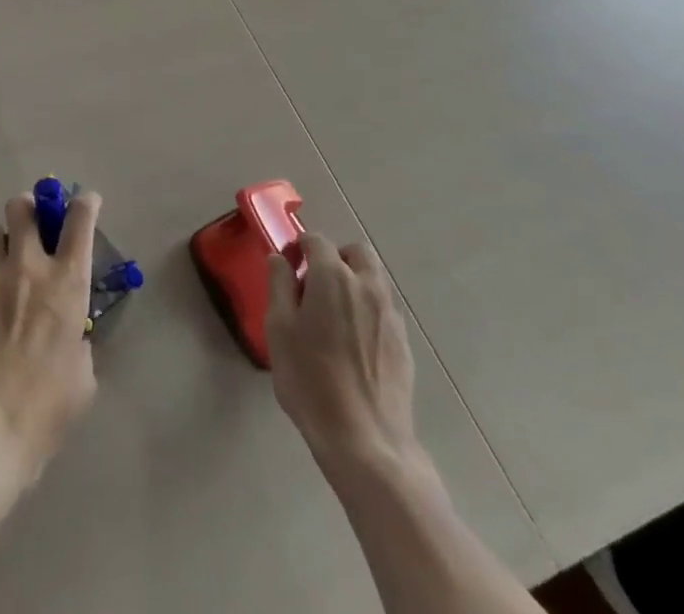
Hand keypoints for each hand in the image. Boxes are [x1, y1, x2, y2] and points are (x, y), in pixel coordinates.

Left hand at [0, 192, 100, 507]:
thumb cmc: (47, 408)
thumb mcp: (83, 376)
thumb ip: (79, 343)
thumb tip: (71, 337)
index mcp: (67, 283)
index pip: (79, 221)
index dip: (84, 204)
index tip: (85, 201)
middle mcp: (29, 268)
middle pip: (22, 208)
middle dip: (27, 209)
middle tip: (30, 225)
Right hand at [264, 232, 428, 487]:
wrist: (365, 441)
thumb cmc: (311, 380)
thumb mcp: (279, 329)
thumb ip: (279, 285)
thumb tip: (280, 259)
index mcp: (333, 276)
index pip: (316, 241)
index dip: (299, 249)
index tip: (287, 270)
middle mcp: (367, 286)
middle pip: (356, 252)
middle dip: (335, 258)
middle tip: (315, 286)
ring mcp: (390, 315)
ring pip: (374, 279)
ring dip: (354, 283)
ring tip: (334, 318)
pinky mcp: (404, 344)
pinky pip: (384, 310)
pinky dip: (368, 311)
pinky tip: (353, 345)